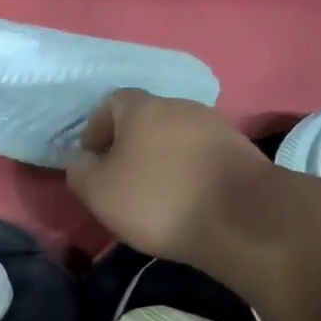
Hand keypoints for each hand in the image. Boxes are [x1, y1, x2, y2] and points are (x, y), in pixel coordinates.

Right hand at [65, 90, 276, 267]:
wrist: (240, 217)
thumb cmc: (157, 200)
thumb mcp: (99, 192)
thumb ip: (80, 171)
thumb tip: (80, 159)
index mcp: (143, 108)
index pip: (111, 102)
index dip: (96, 128)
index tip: (91, 158)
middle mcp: (180, 106)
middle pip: (145, 118)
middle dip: (128, 144)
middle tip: (119, 178)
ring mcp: (215, 126)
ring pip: (175, 136)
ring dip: (159, 158)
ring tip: (152, 192)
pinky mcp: (239, 150)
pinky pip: (200, 155)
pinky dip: (186, 170)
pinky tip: (184, 198)